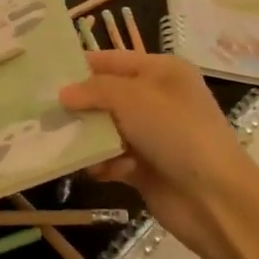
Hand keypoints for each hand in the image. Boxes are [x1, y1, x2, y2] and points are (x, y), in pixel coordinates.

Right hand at [59, 51, 257, 258]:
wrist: (214, 198)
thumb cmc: (176, 133)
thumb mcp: (132, 98)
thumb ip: (94, 90)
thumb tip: (63, 93)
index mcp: (161, 72)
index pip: (112, 60)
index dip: (81, 66)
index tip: (44, 75)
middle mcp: (156, 99)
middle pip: (106, 96)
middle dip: (79, 106)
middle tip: (45, 113)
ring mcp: (151, 135)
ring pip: (105, 129)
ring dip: (89, 138)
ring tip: (68, 145)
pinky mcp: (145, 167)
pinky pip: (112, 158)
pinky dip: (103, 164)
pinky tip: (101, 172)